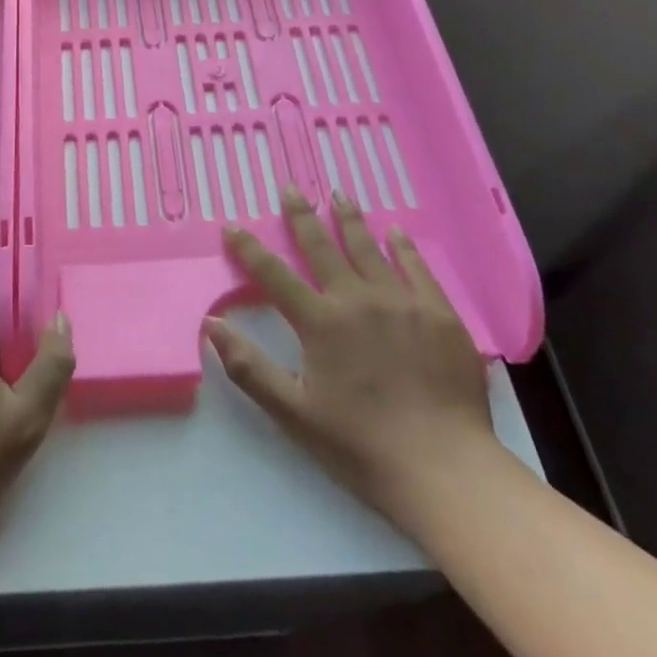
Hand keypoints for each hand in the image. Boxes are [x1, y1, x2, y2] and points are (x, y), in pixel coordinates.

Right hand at [204, 189, 495, 528]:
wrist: (445, 468)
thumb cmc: (361, 445)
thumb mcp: (293, 412)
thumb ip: (249, 366)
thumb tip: (212, 324)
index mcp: (320, 322)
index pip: (274, 275)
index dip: (249, 248)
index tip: (232, 225)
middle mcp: (357, 299)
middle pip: (322, 247)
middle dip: (302, 215)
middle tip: (291, 187)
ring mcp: (402, 301)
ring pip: (369, 248)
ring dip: (350, 219)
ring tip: (339, 194)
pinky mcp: (439, 313)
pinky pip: (417, 268)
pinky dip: (403, 247)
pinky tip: (395, 231)